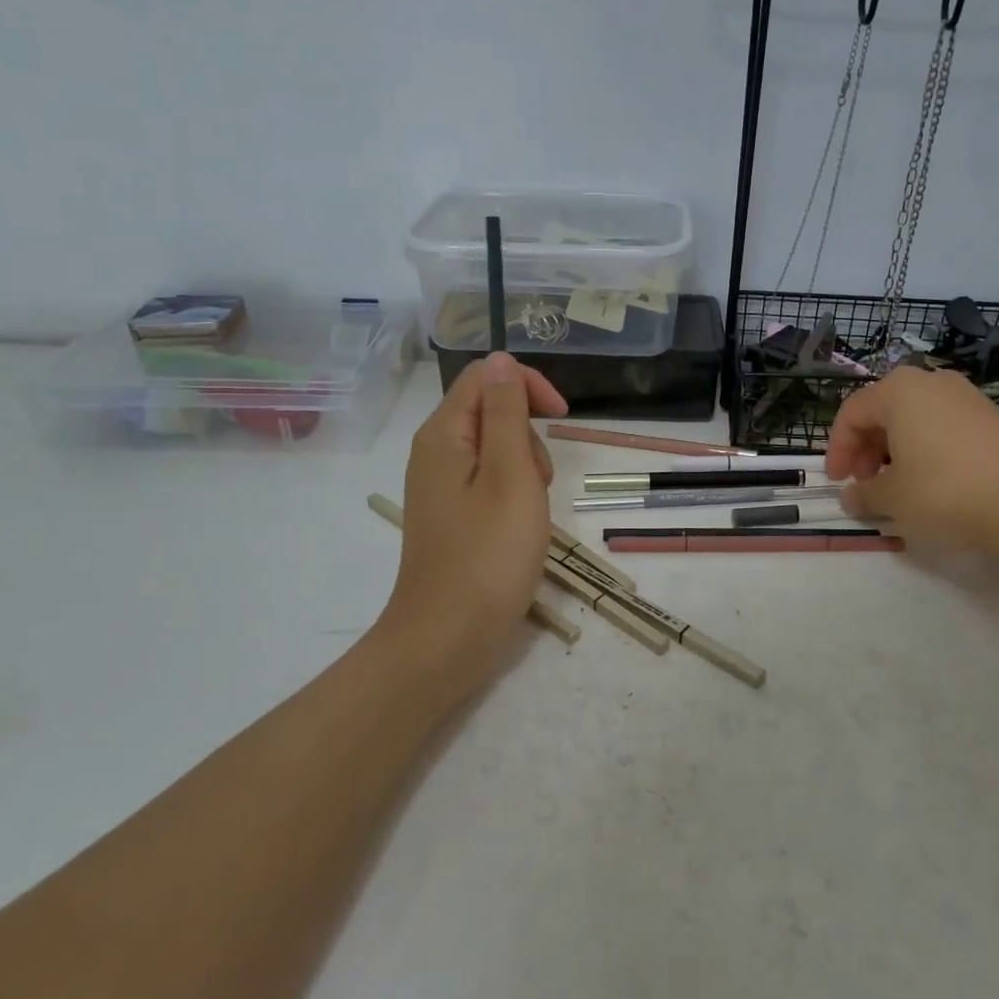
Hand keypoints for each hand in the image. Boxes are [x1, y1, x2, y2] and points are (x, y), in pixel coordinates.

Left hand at [382, 354, 567, 683]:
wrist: (447, 639)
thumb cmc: (488, 556)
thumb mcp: (511, 476)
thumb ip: (508, 414)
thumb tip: (501, 359)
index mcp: (444, 435)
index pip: (486, 377)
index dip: (527, 386)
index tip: (563, 417)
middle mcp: (435, 452)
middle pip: (490, 411)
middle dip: (528, 434)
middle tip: (539, 482)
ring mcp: (441, 486)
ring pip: (495, 449)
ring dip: (525, 467)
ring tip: (531, 511)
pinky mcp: (451, 514)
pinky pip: (489, 481)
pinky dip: (513, 493)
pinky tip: (520, 526)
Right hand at [824, 365, 998, 554]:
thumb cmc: (944, 491)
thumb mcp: (892, 498)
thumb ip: (864, 495)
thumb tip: (851, 497)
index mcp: (898, 391)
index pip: (851, 413)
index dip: (837, 449)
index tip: (837, 482)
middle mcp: (931, 383)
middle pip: (883, 412)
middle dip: (866, 449)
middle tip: (864, 484)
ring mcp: (966, 397)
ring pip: (914, 419)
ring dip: (895, 451)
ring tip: (896, 486)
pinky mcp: (991, 418)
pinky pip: (942, 428)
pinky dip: (925, 450)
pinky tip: (930, 483)